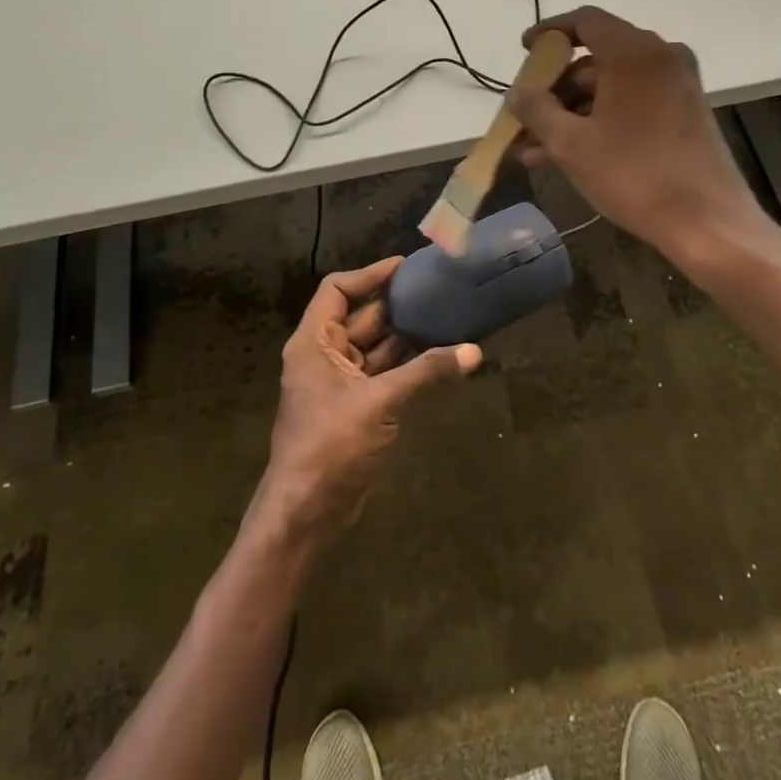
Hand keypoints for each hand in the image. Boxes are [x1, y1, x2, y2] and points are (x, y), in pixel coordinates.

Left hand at [255, 255, 480, 546]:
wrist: (307, 513)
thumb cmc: (331, 446)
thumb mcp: (379, 402)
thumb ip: (426, 372)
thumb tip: (473, 351)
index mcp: (314, 343)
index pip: (337, 290)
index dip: (369, 275)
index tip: (405, 266)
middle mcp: (324, 356)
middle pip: (361, 317)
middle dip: (397, 304)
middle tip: (437, 289)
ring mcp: (340, 384)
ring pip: (376, 347)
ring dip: (406, 335)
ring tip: (446, 317)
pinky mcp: (356, 408)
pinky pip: (384, 373)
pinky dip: (408, 365)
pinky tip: (440, 357)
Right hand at [508, 6, 762, 262]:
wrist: (707, 222)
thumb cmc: (634, 175)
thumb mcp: (571, 144)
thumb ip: (537, 110)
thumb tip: (517, 93)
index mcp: (635, 52)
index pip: (585, 21)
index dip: (550, 33)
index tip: (524, 51)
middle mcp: (661, 57)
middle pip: (596, 57)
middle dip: (556, 88)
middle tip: (525, 115)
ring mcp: (677, 85)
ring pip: (611, 87)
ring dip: (572, 113)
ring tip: (534, 149)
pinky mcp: (685, 112)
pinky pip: (632, 103)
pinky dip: (600, 120)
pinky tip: (566, 156)